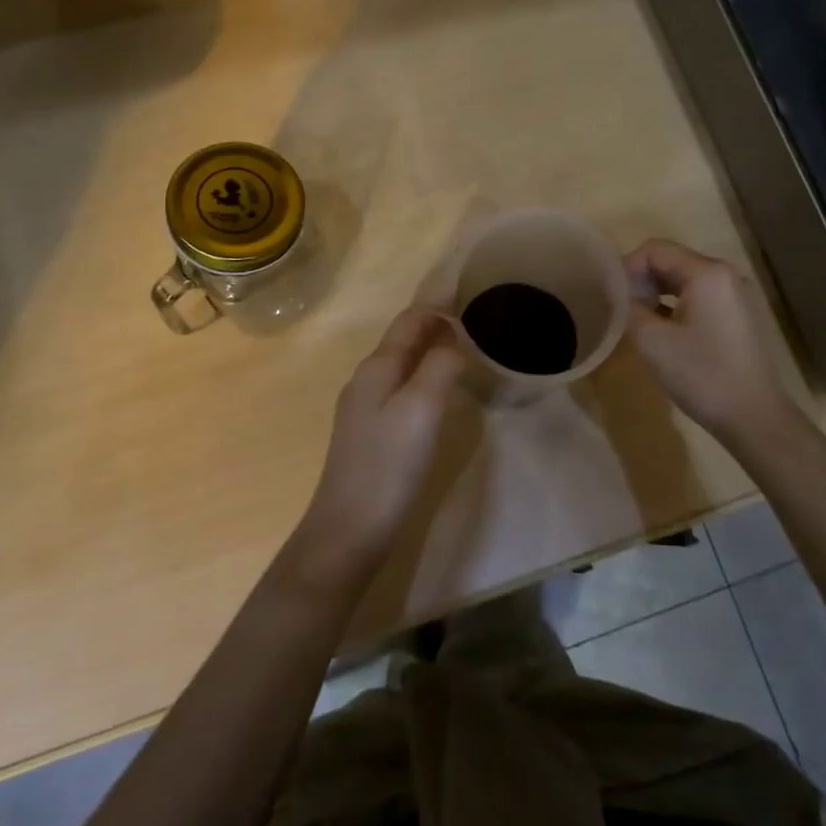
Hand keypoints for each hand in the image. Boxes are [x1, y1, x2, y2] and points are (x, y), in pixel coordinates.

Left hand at [296, 307, 465, 573]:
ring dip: (431, 351)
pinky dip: (424, 377)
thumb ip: (439, 365)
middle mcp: (366, 379)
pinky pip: (401, 389)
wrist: (349, 530)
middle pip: (403, 340)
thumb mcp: (421, 408)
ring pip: (402, 365)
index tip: (471, 294)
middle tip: (476, 322)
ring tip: (465, 350)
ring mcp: (364, 408)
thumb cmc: (388, 464)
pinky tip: (440, 393)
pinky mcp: (370, 434)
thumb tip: (455, 338)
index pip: (409, 320)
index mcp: (376, 367)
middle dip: (436, 325)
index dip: (438, 305)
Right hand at [625, 238, 801, 447]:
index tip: (612, 296)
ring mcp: (736, 294)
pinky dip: (676, 304)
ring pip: (685, 278)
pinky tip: (663, 329)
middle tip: (621, 308)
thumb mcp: (652, 341)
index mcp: (707, 272)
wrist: (755, 418)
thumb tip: (618, 293)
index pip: (655, 249)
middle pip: (671, 260)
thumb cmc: (702, 375)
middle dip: (641, 279)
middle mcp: (725, 274)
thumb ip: (629, 307)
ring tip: (638, 319)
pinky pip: (700, 295)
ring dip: (657, 292)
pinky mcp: (739, 315)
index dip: (627, 267)